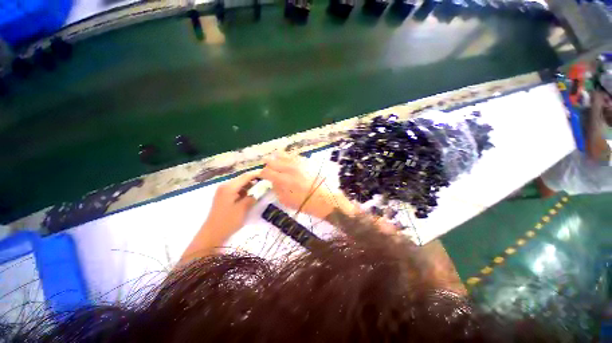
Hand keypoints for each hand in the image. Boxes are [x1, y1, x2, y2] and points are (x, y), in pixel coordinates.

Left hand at [180, 171, 259, 263]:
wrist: (211, 234)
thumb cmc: (227, 221)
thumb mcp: (242, 209)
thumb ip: (252, 197)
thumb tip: (259, 191)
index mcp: (229, 187)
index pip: (246, 176)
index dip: (257, 174)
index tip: (267, 174)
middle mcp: (225, 186)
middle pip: (242, 179)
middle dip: (254, 180)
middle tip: (266, 182)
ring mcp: (223, 191)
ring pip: (240, 184)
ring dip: (250, 185)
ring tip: (260, 188)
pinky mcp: (224, 197)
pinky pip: (236, 189)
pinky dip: (244, 190)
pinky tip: (251, 195)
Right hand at [261, 152, 355, 218]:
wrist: (325, 198)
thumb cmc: (304, 203)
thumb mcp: (285, 200)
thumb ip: (276, 188)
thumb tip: (273, 181)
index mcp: (283, 179)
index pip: (266, 171)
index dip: (262, 174)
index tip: (263, 176)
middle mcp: (289, 168)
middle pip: (272, 160)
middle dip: (268, 165)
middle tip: (270, 171)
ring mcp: (298, 163)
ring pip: (282, 154)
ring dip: (277, 159)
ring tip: (278, 164)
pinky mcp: (306, 161)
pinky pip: (293, 155)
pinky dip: (288, 157)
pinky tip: (288, 162)